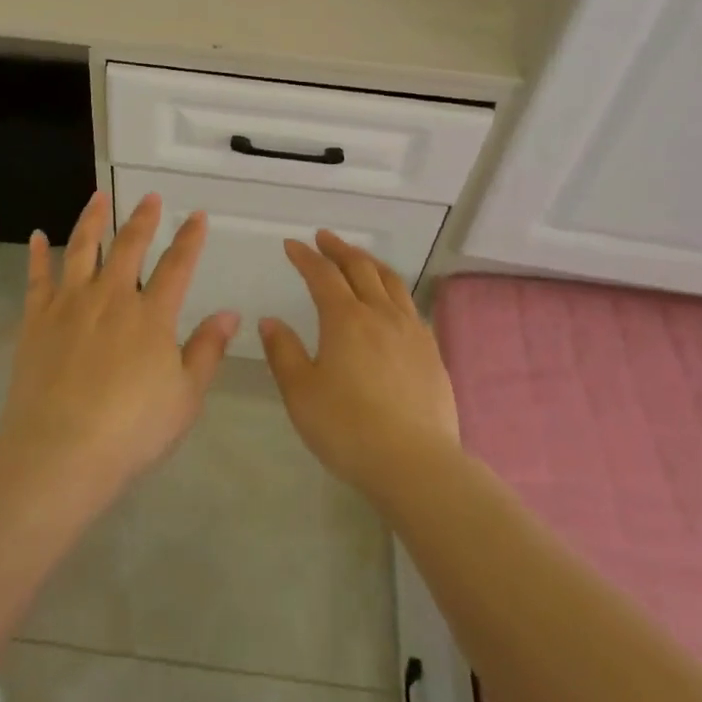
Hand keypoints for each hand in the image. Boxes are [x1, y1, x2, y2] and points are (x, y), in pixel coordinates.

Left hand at [0, 190, 237, 490]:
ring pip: (82, 249)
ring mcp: (70, 304)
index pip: (177, 266)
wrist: (60, 451)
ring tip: (98, 197)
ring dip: (92, 219)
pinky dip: (37, 254)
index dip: (190, 239)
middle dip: (143, 219)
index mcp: (152, 315)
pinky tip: (37, 235)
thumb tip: (230, 313)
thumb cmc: (132, 429)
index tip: (197, 216)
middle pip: (129, 246)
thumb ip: (207, 350)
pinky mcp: (36, 319)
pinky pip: (37, 277)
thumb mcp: (185, 397)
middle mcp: (112, 297)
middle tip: (150, 197)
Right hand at [260, 231, 459, 499]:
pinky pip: (410, 306)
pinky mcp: (431, 352)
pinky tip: (391, 303)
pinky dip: (393, 291)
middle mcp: (380, 314)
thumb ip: (283, 352)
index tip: (292, 245)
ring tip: (359, 258)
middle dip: (339, 249)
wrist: (414, 462)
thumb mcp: (301, 393)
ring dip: (370, 263)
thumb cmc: (347, 427)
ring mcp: (411, 331)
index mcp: (345, 319)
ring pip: (391, 282)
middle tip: (325, 238)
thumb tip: (270, 321)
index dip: (306, 257)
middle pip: (360, 268)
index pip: (322, 275)